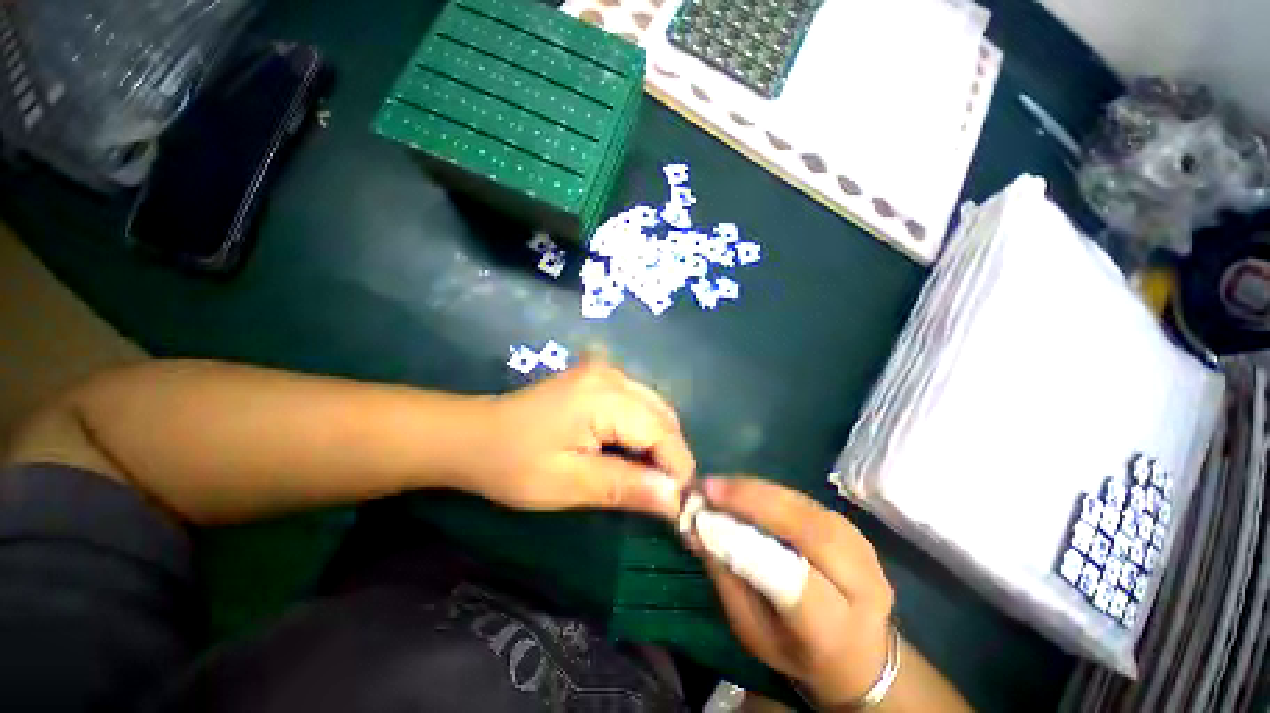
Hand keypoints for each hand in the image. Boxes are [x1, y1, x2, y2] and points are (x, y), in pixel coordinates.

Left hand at [469, 361, 695, 518]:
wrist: (473, 436)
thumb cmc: (513, 464)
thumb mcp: (568, 484)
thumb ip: (626, 487)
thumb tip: (676, 501)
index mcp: (605, 396)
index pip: (663, 432)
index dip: (677, 470)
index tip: (677, 507)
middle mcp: (613, 375)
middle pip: (664, 416)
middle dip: (670, 456)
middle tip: (661, 495)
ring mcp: (606, 372)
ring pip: (655, 409)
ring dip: (659, 443)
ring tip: (646, 477)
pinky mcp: (599, 378)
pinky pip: (639, 403)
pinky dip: (644, 430)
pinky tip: (630, 452)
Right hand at [692, 477, 895, 708]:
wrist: (861, 654)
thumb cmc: (796, 651)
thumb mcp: (754, 633)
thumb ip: (727, 579)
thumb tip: (697, 528)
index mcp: (836, 630)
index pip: (796, 582)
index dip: (750, 544)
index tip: (706, 516)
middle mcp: (860, 583)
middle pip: (808, 530)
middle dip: (754, 501)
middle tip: (710, 488)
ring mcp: (862, 548)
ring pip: (806, 507)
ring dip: (757, 490)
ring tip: (719, 485)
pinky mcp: (852, 528)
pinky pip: (805, 502)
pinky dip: (769, 492)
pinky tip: (742, 489)